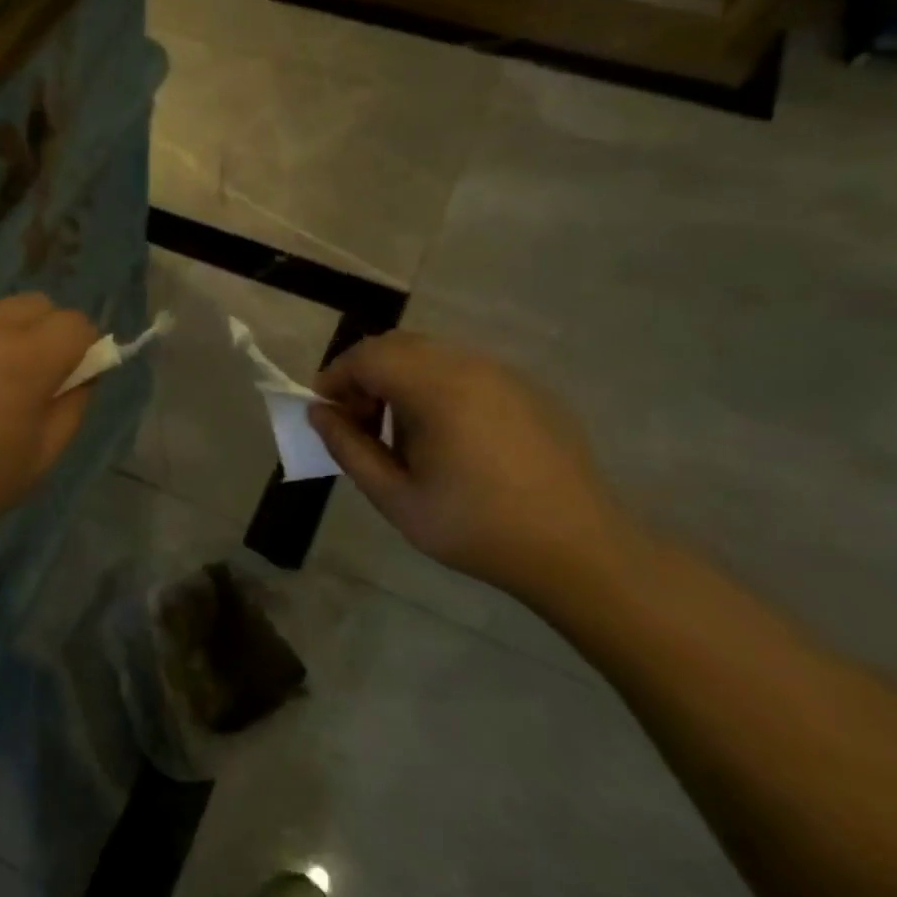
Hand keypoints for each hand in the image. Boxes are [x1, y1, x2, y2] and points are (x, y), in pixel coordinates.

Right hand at [308, 333, 635, 600]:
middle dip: (365, 376)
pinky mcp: (527, 390)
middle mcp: (471, 366)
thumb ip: (349, 449)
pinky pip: (465, 371)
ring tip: (400, 435)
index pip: (367, 356)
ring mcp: (504, 374)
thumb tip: (319, 413)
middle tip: (359, 424)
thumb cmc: (475, 527)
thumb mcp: (395, 497)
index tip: (326, 415)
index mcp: (437, 388)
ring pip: (432, 355)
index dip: (335, 378)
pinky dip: (435, 387)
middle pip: (398, 346)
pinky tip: (446, 438)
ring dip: (400, 380)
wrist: (577, 550)